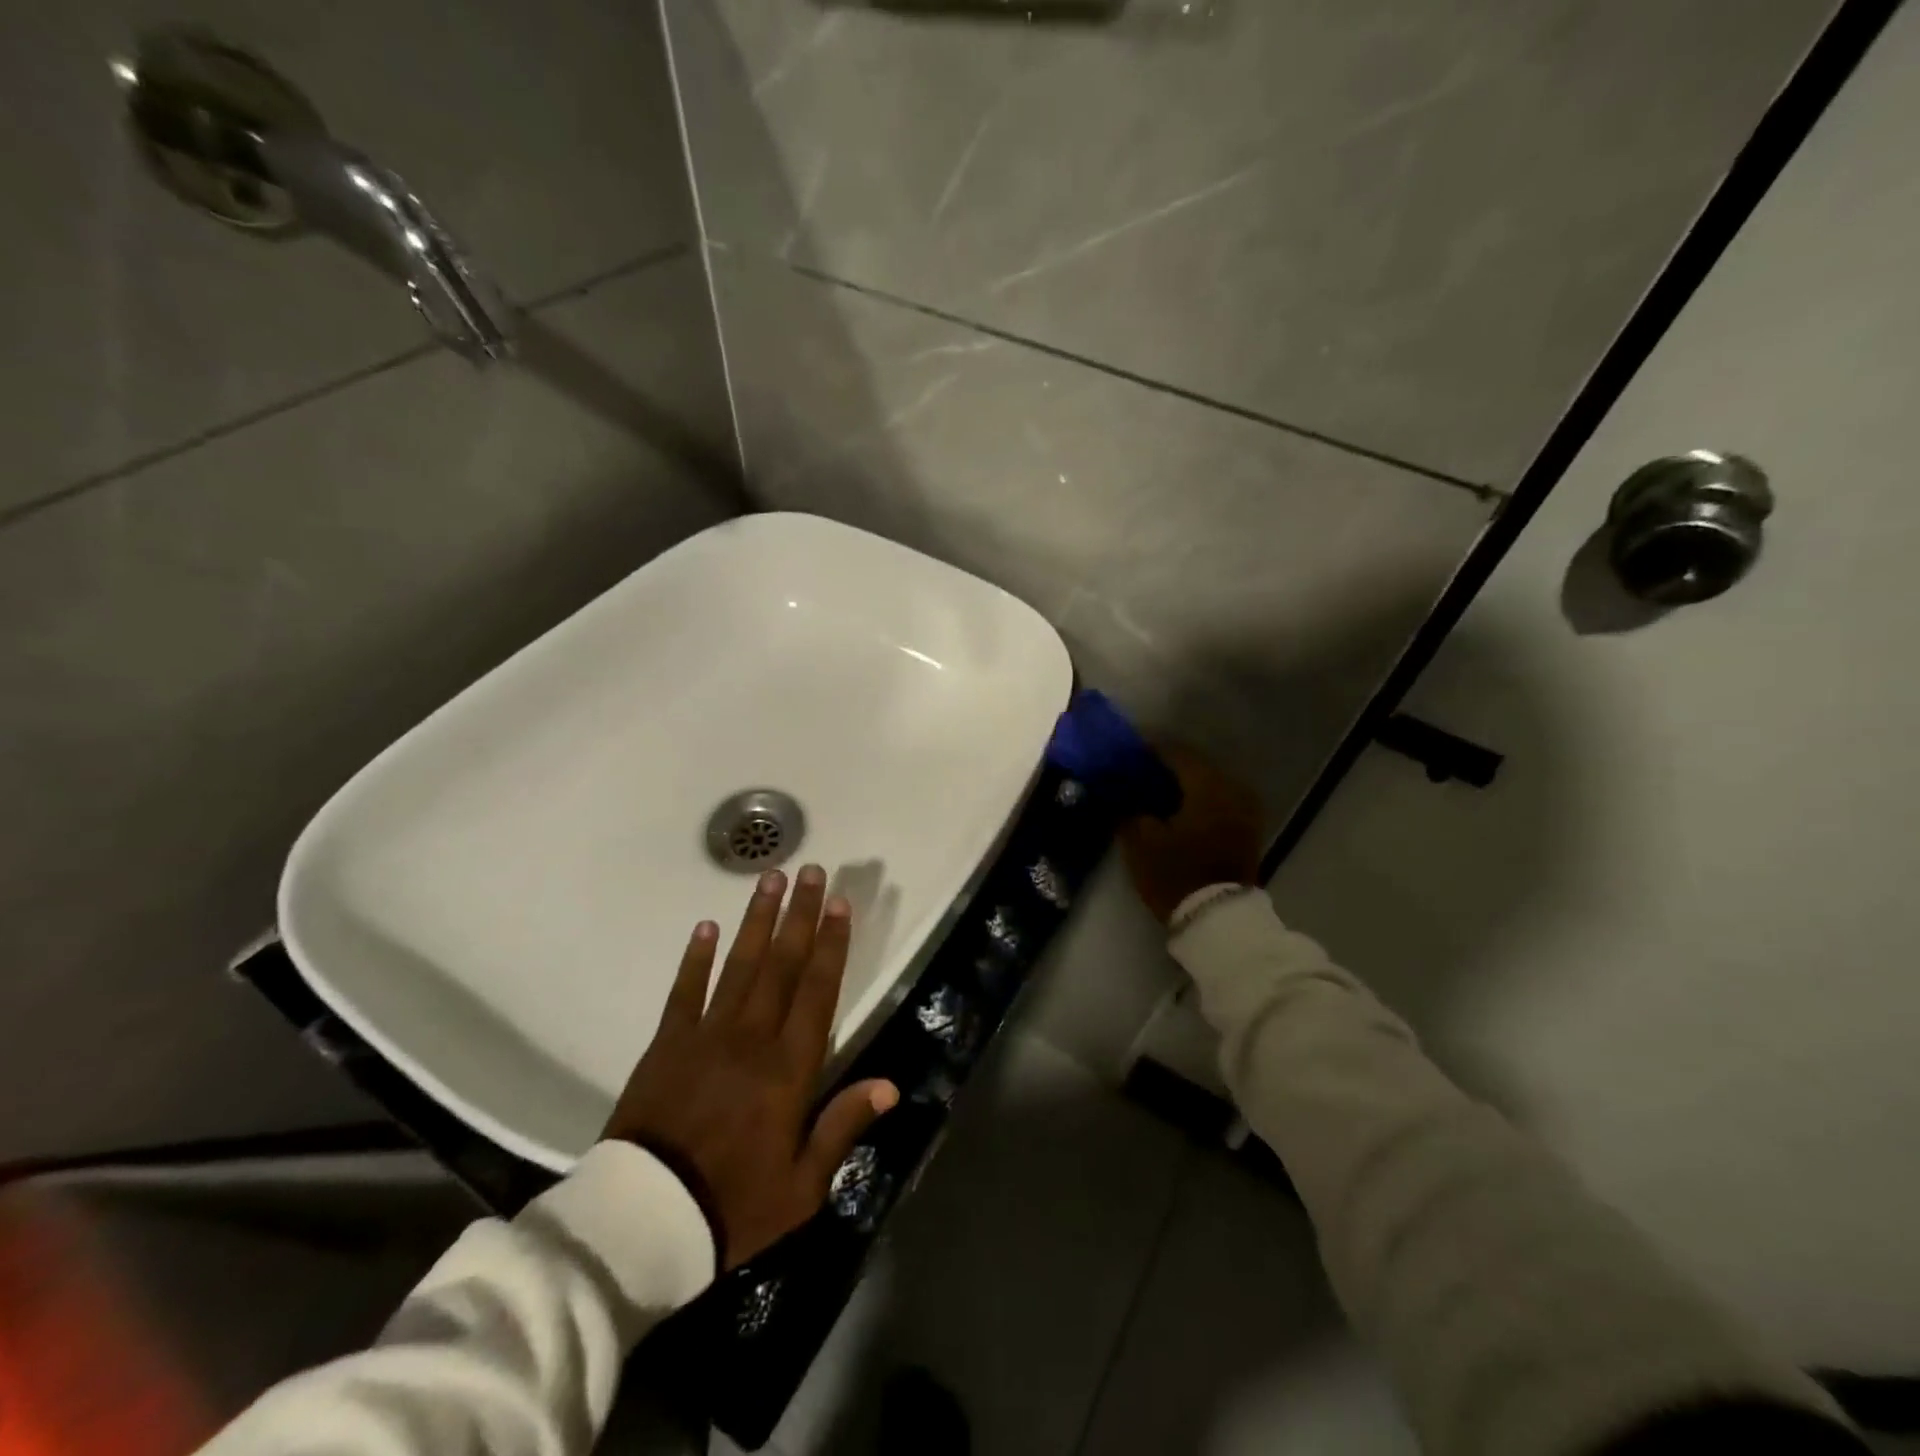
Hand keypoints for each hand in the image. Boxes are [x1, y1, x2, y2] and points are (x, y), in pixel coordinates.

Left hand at [604, 865, 898, 1268]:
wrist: (642, 1223)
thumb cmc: (732, 1206)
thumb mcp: (802, 1185)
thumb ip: (843, 1127)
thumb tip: (890, 1086)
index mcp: (788, 1068)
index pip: (817, 990)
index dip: (831, 944)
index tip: (838, 903)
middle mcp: (751, 1038)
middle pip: (781, 964)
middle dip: (799, 914)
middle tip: (810, 869)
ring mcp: (705, 1036)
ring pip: (738, 965)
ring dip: (756, 920)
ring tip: (769, 878)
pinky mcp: (666, 1044)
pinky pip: (685, 992)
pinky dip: (696, 958)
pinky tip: (707, 926)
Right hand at [1117, 744, 1262, 925]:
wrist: (1218, 920)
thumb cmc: (1176, 873)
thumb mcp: (1140, 841)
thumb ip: (1129, 809)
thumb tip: (1122, 793)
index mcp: (1207, 784)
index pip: (1175, 753)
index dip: (1149, 749)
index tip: (1127, 750)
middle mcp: (1232, 788)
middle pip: (1194, 767)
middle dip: (1166, 768)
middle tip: (1138, 772)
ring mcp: (1245, 810)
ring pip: (1208, 785)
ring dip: (1183, 786)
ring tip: (1155, 793)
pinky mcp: (1247, 831)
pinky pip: (1218, 803)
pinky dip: (1198, 802)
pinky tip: (1176, 811)